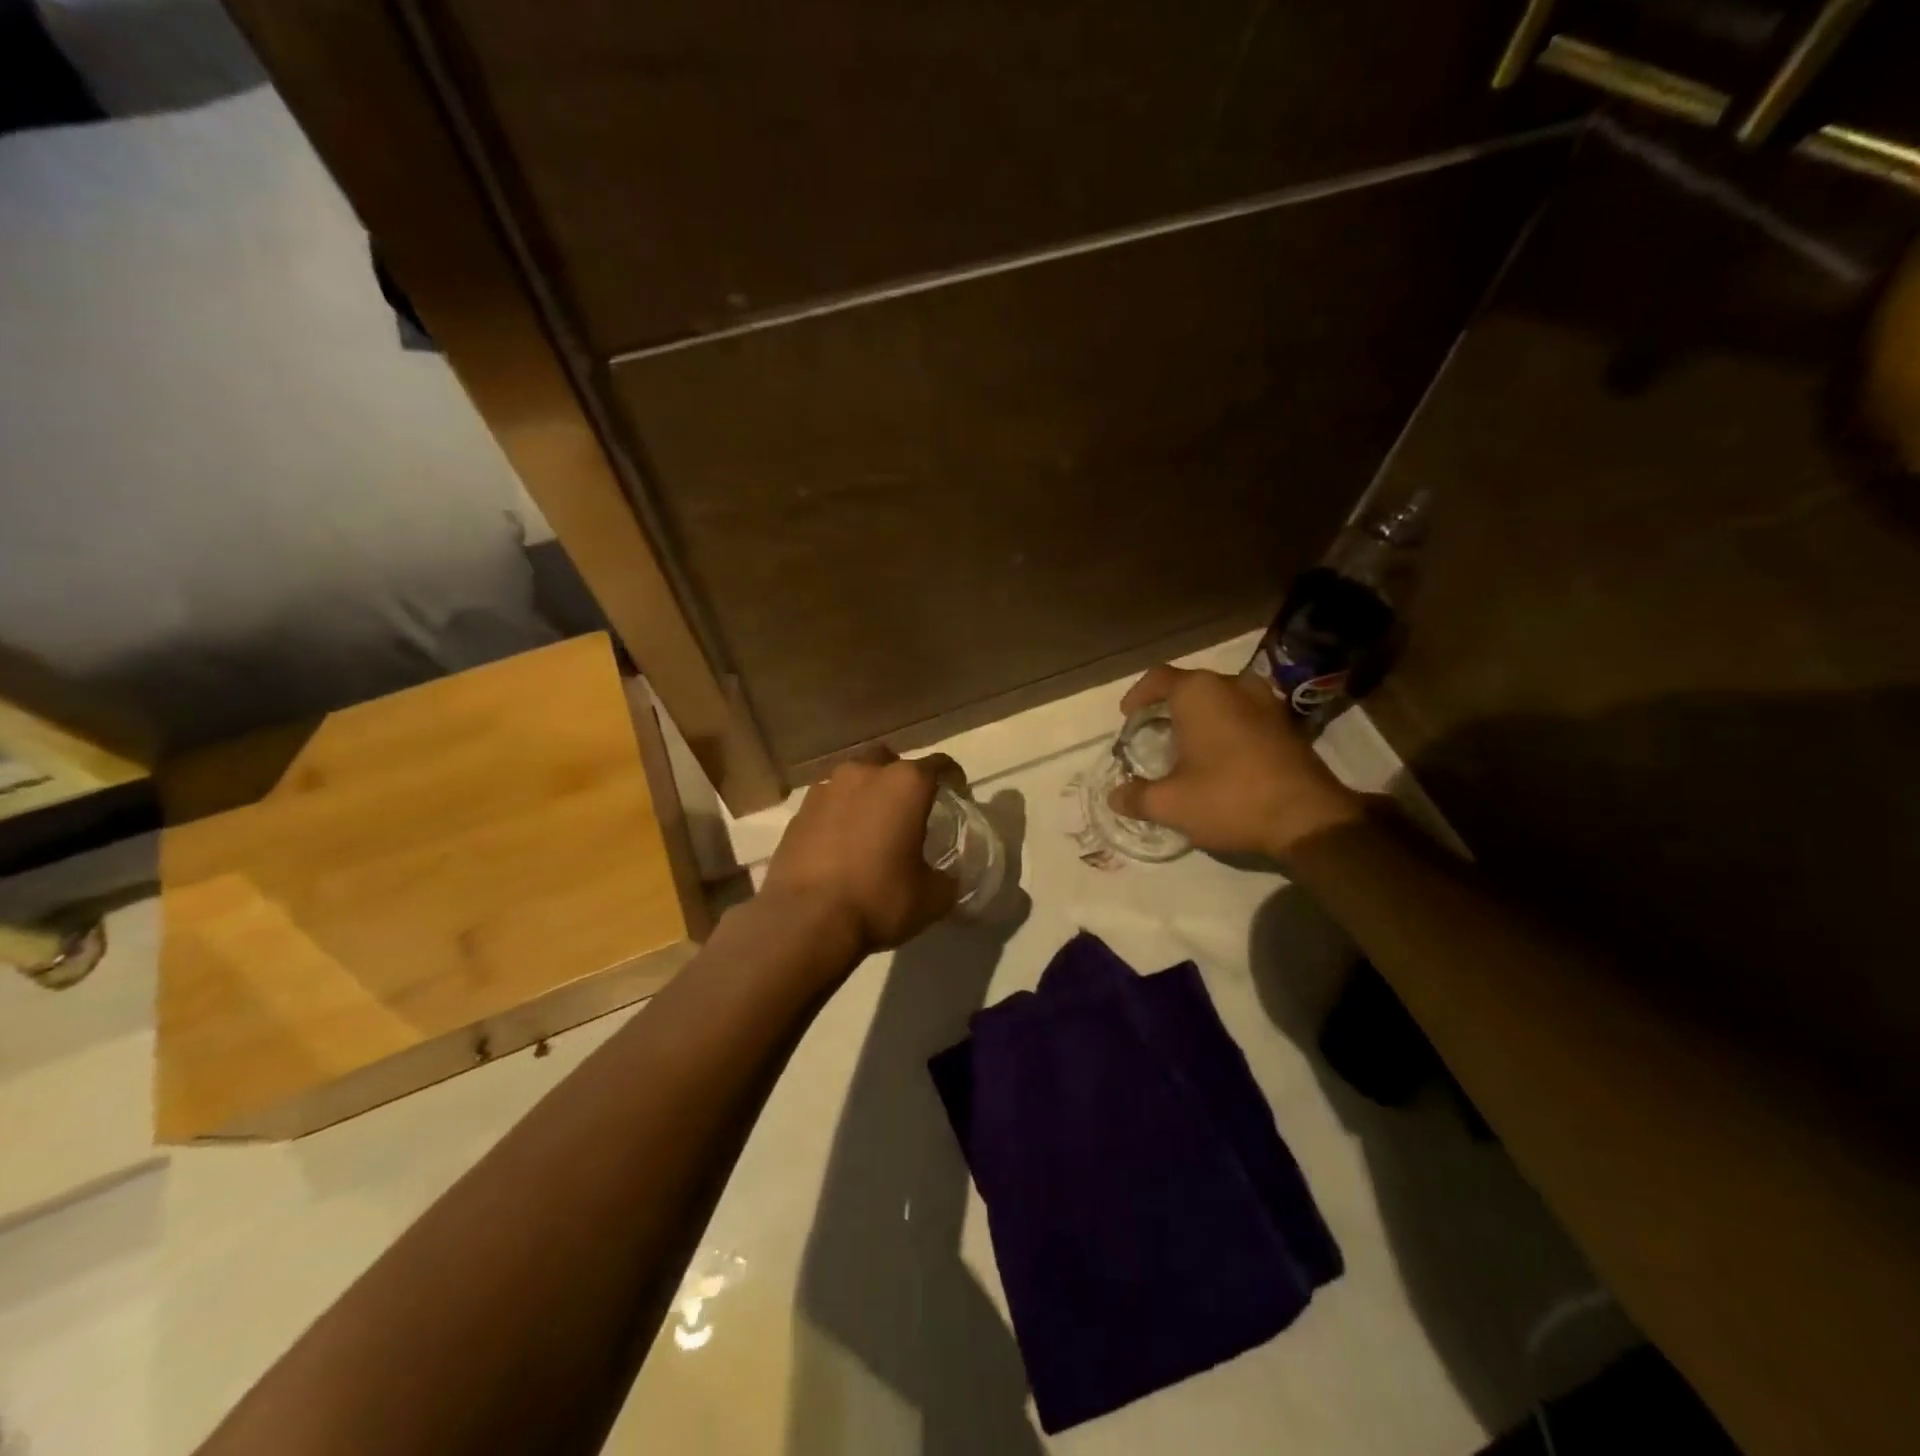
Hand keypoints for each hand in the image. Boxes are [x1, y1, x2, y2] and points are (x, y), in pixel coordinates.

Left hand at [761, 747, 957, 957]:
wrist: (805, 921)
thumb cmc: (879, 900)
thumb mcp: (932, 898)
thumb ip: (946, 878)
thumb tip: (946, 876)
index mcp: (905, 784)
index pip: (939, 765)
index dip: (953, 778)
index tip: (957, 794)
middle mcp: (864, 773)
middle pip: (889, 761)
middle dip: (901, 779)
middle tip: (908, 810)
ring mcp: (825, 789)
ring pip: (853, 780)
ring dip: (866, 795)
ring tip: (871, 827)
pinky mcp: (798, 813)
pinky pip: (827, 804)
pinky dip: (838, 816)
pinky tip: (840, 845)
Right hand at [1108, 666, 1365, 858]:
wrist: (1308, 818)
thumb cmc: (1230, 798)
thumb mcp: (1171, 804)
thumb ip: (1137, 797)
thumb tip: (1114, 798)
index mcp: (1199, 693)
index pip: (1157, 679)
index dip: (1137, 696)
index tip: (1127, 717)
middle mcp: (1233, 686)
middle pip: (1190, 686)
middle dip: (1168, 707)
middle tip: (1153, 734)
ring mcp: (1266, 702)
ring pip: (1221, 699)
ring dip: (1201, 716)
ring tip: (1187, 745)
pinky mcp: (1287, 725)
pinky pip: (1245, 714)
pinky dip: (1227, 727)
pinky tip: (1221, 758)